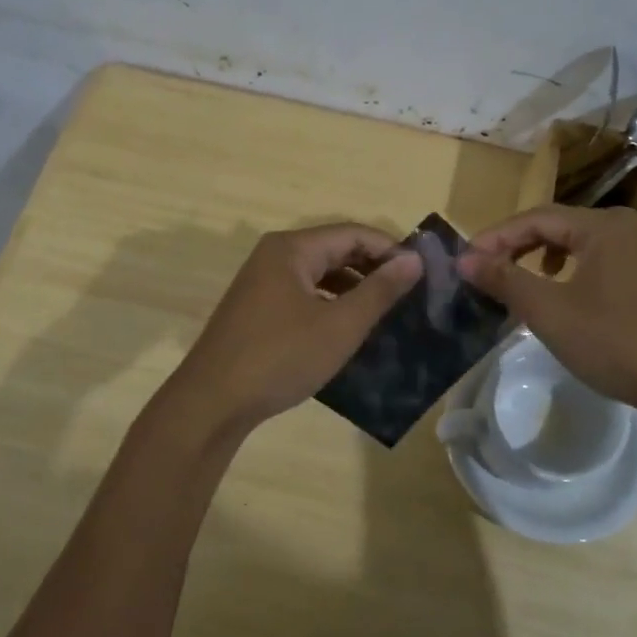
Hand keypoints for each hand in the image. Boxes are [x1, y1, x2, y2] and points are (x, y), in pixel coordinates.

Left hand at [166, 223, 422, 435]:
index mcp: (292, 248)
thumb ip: (380, 290)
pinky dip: (330, 303)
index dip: (391, 249)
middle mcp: (275, 255)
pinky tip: (348, 327)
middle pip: (335, 249)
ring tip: (387, 312)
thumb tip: (414, 259)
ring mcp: (262, 282)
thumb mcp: (340, 325)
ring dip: (354, 287)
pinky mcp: (257, 308)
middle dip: (374, 268)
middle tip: (410, 294)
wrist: (212, 402)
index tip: (423, 273)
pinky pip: (303, 293)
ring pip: (320, 273)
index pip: (353, 233)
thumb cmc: (280, 357)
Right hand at [458, 204, 636, 418]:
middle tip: (486, 272)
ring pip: (579, 245)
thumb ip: (505, 280)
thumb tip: (464, 260)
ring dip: (542, 259)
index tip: (465, 261)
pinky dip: (571, 273)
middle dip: (517, 247)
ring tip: (520, 282)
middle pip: (557, 226)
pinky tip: (564, 297)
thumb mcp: (551, 312)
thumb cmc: (618, 343)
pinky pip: (600, 262)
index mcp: (603, 226)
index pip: (535, 217)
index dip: (495, 237)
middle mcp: (627, 228)